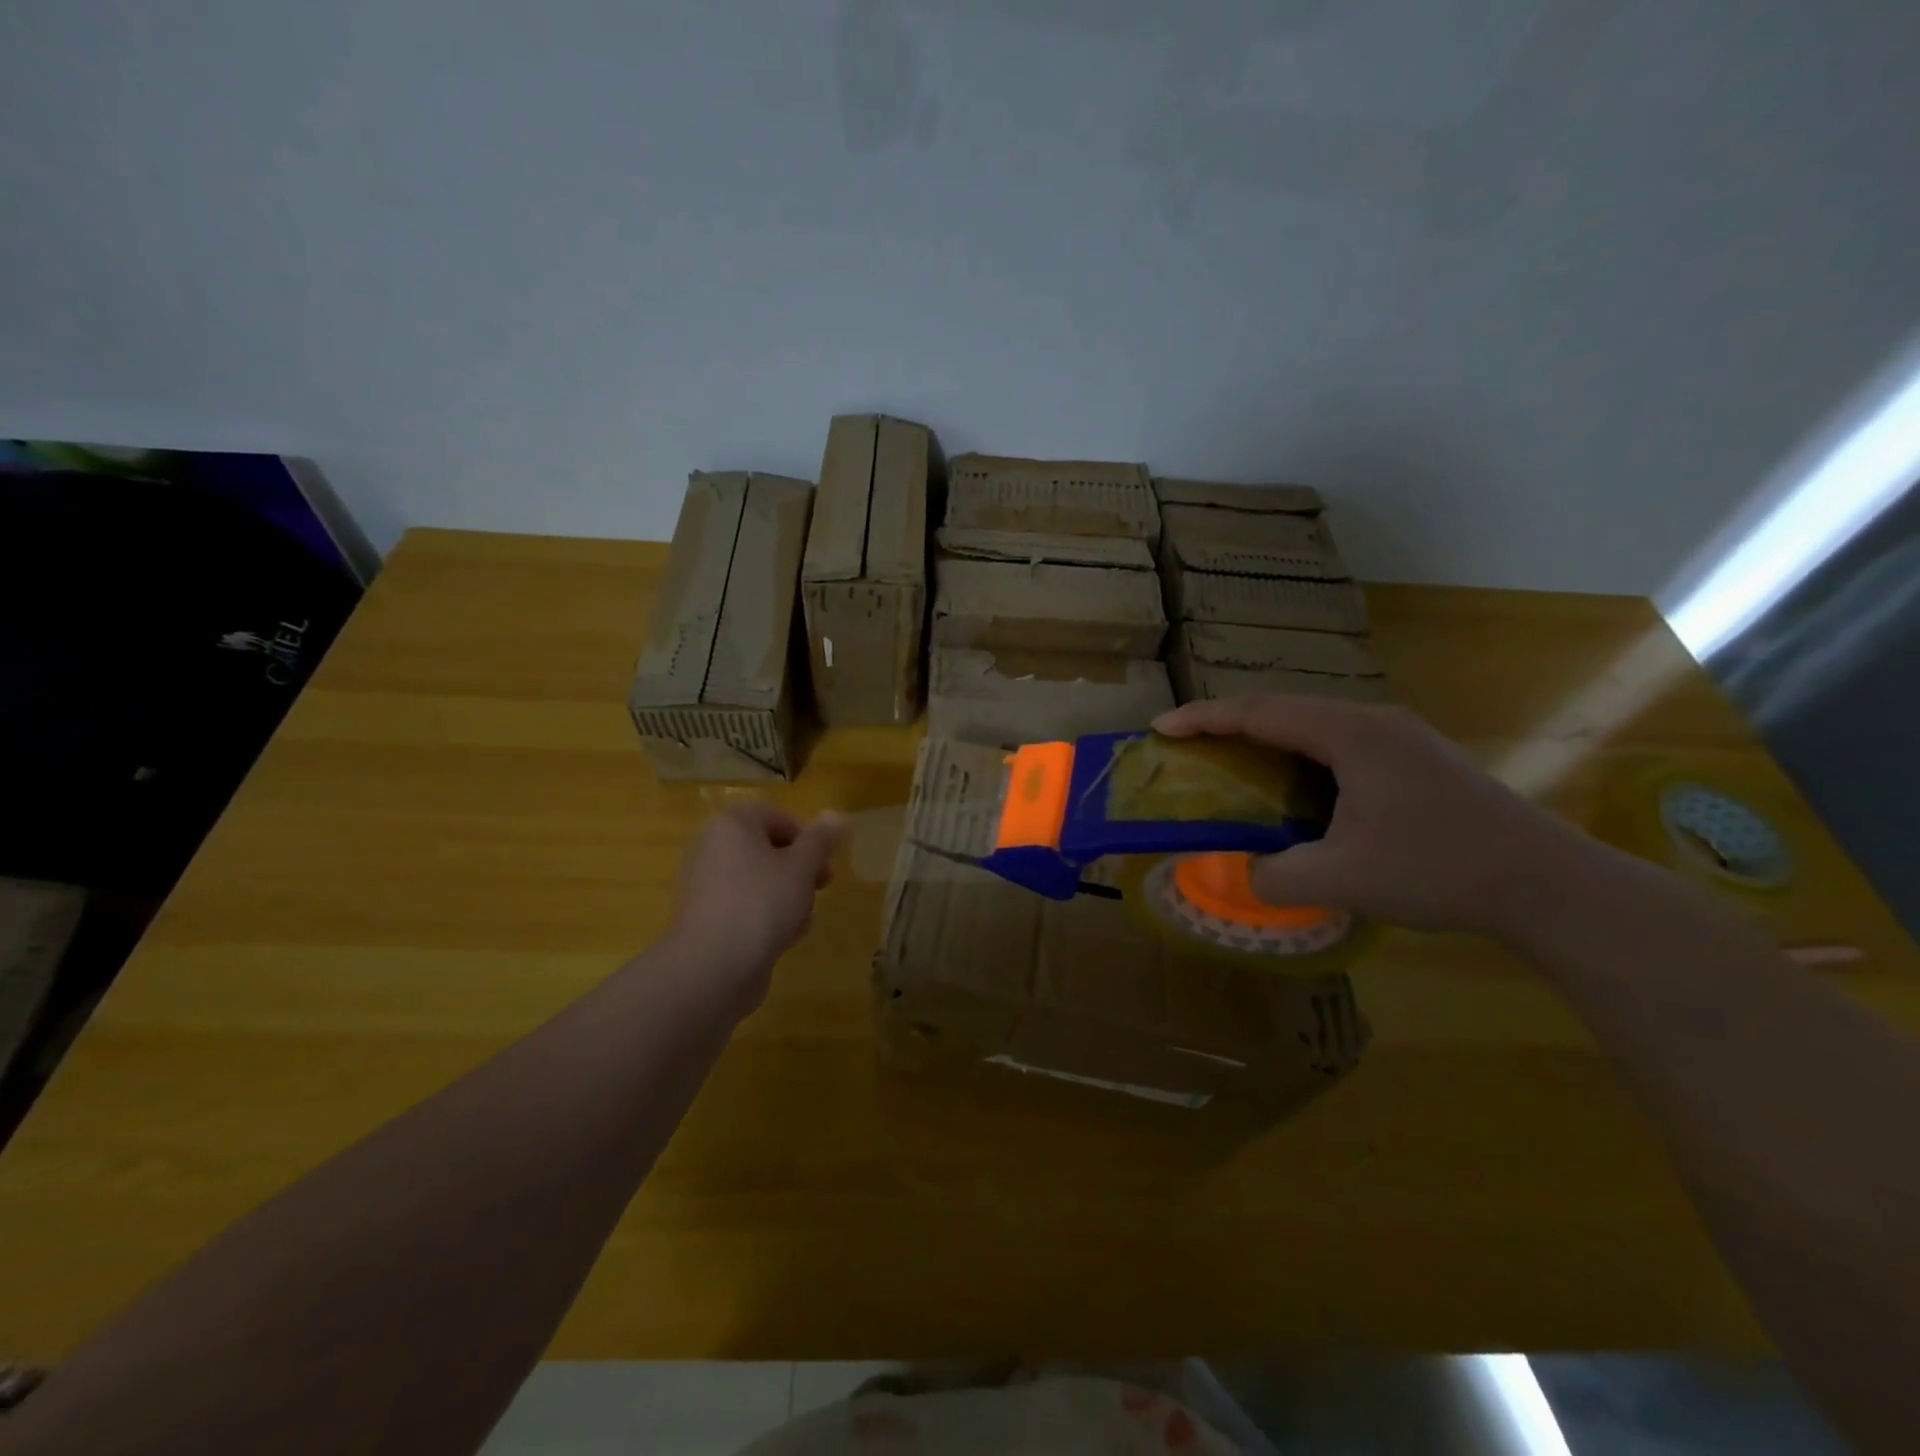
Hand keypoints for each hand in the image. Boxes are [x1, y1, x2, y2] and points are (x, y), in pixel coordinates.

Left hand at [667, 803, 844, 991]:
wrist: (712, 966)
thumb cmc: (761, 902)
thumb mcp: (802, 867)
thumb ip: (821, 840)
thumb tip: (836, 815)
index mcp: (731, 825)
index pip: (776, 816)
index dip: (807, 837)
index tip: (825, 861)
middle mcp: (712, 848)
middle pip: (768, 849)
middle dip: (800, 869)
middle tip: (822, 886)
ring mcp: (706, 885)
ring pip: (760, 880)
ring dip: (787, 896)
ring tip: (801, 920)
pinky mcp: (706, 918)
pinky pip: (745, 906)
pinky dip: (766, 917)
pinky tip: (782, 939)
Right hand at [1153, 694, 1590, 934]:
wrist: (1549, 884)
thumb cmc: (1439, 869)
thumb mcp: (1342, 879)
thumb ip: (1274, 876)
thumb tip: (1242, 874)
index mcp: (1349, 734)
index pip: (1259, 713)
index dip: (1204, 718)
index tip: (1161, 728)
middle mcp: (1373, 722)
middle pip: (1284, 709)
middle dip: (1231, 724)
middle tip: (1191, 747)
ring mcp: (1401, 738)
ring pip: (1315, 725)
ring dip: (1269, 740)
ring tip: (1236, 766)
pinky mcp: (1418, 759)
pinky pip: (1341, 744)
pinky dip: (1302, 757)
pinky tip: (1299, 790)